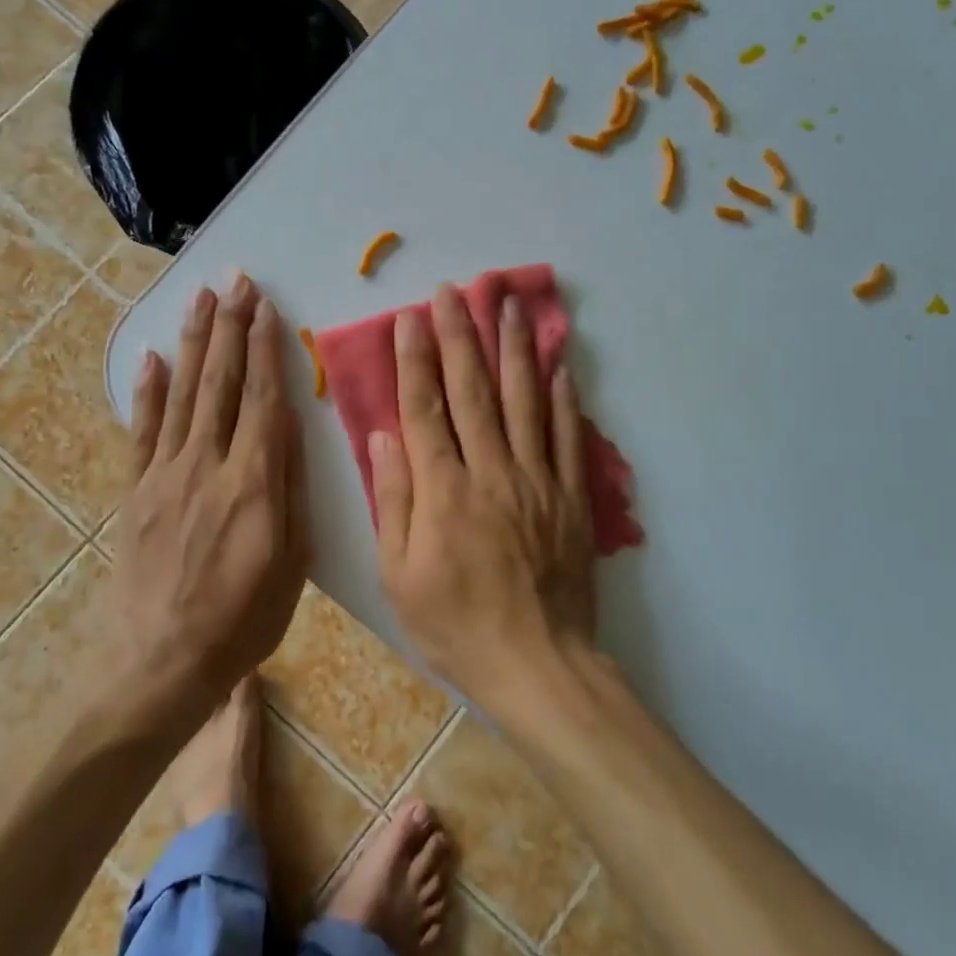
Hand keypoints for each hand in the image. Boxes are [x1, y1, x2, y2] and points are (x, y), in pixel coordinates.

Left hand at [116, 273, 307, 702]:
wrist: (162, 663)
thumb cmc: (243, 618)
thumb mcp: (290, 560)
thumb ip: (289, 488)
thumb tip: (290, 428)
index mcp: (252, 480)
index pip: (262, 398)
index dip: (265, 348)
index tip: (265, 306)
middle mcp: (207, 463)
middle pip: (222, 383)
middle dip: (230, 327)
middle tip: (236, 280)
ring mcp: (165, 474)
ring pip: (184, 394)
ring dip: (194, 342)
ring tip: (201, 298)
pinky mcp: (137, 491)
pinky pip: (142, 431)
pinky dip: (147, 391)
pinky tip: (153, 357)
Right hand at [371, 284, 596, 704]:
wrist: (539, 666)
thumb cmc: (456, 624)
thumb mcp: (399, 576)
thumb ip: (392, 501)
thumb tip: (384, 437)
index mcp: (443, 491)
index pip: (424, 409)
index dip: (415, 360)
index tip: (409, 318)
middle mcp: (491, 472)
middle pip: (473, 390)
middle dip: (460, 334)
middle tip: (453, 290)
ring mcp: (537, 480)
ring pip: (524, 400)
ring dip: (514, 348)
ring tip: (509, 304)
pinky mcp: (570, 496)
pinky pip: (568, 436)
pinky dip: (564, 397)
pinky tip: (560, 363)